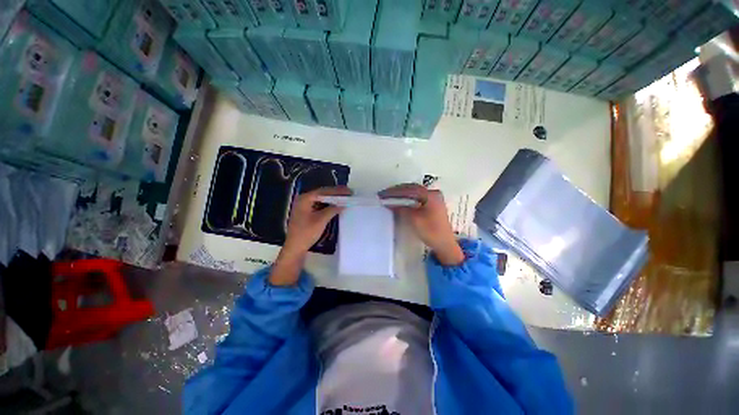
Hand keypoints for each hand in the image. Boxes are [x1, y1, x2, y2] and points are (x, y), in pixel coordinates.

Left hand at [284, 186, 351, 253]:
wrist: (295, 247)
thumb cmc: (306, 233)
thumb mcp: (321, 220)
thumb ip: (332, 209)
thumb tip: (343, 203)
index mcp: (305, 199)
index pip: (324, 191)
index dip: (337, 191)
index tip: (349, 191)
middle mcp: (303, 199)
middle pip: (322, 193)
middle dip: (335, 193)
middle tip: (348, 193)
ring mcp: (304, 206)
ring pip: (321, 199)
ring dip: (332, 199)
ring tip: (344, 198)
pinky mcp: (306, 212)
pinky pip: (319, 205)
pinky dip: (328, 205)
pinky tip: (335, 205)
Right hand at [379, 184, 464, 265]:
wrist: (445, 244)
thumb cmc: (431, 232)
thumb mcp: (414, 220)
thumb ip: (401, 208)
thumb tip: (389, 203)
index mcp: (431, 195)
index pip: (410, 189)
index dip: (395, 191)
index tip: (383, 194)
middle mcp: (433, 193)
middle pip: (412, 188)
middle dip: (397, 191)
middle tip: (383, 194)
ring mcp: (434, 198)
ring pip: (414, 192)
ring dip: (402, 194)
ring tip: (389, 196)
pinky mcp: (432, 204)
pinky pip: (417, 197)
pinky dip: (407, 198)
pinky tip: (399, 201)